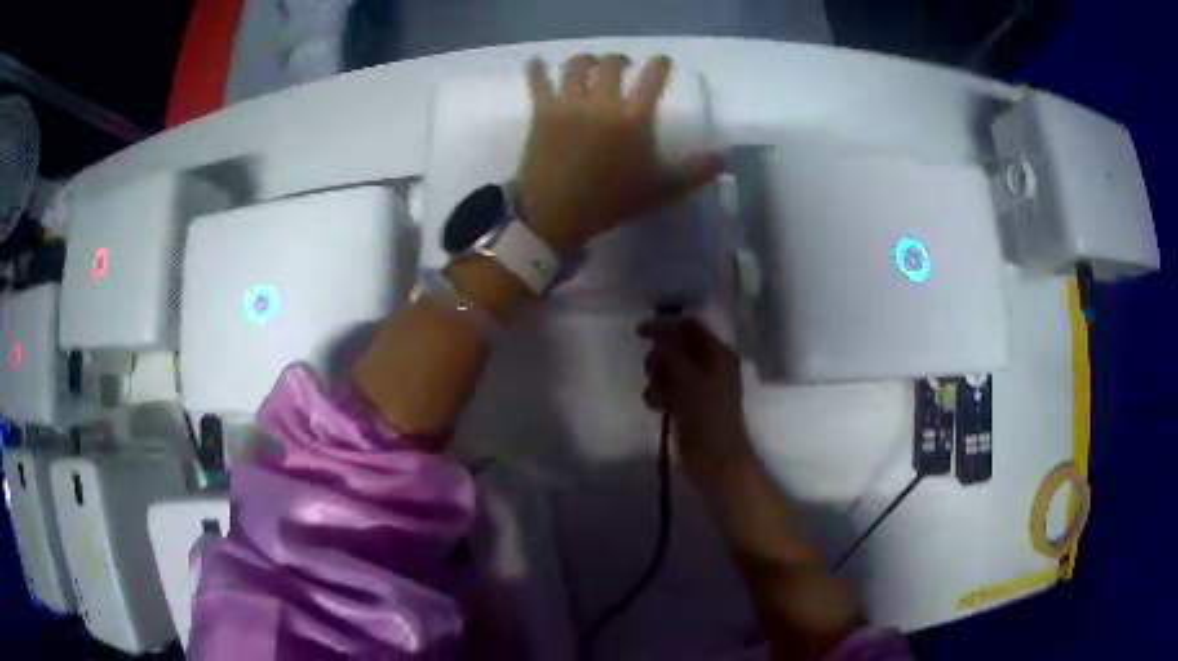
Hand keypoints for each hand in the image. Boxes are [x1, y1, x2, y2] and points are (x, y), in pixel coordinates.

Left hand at [518, 54, 724, 251]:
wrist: (557, 214)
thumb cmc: (611, 201)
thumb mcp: (661, 189)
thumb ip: (695, 171)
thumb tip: (724, 157)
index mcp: (634, 118)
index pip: (652, 77)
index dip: (660, 64)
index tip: (662, 61)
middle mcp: (602, 102)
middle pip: (612, 63)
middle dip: (620, 60)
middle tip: (621, 66)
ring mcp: (569, 104)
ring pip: (576, 65)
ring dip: (585, 60)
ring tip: (588, 65)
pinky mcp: (542, 111)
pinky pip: (538, 81)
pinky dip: (537, 69)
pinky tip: (538, 63)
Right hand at [638, 317, 750, 477]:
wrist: (716, 458)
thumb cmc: (706, 415)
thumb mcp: (687, 378)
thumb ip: (671, 352)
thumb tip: (658, 335)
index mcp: (718, 353)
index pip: (689, 326)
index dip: (664, 325)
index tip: (638, 333)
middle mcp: (710, 365)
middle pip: (676, 347)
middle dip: (659, 358)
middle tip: (652, 371)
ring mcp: (700, 386)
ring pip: (669, 370)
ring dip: (658, 379)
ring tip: (657, 397)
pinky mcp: (689, 405)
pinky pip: (669, 390)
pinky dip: (660, 395)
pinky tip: (659, 408)